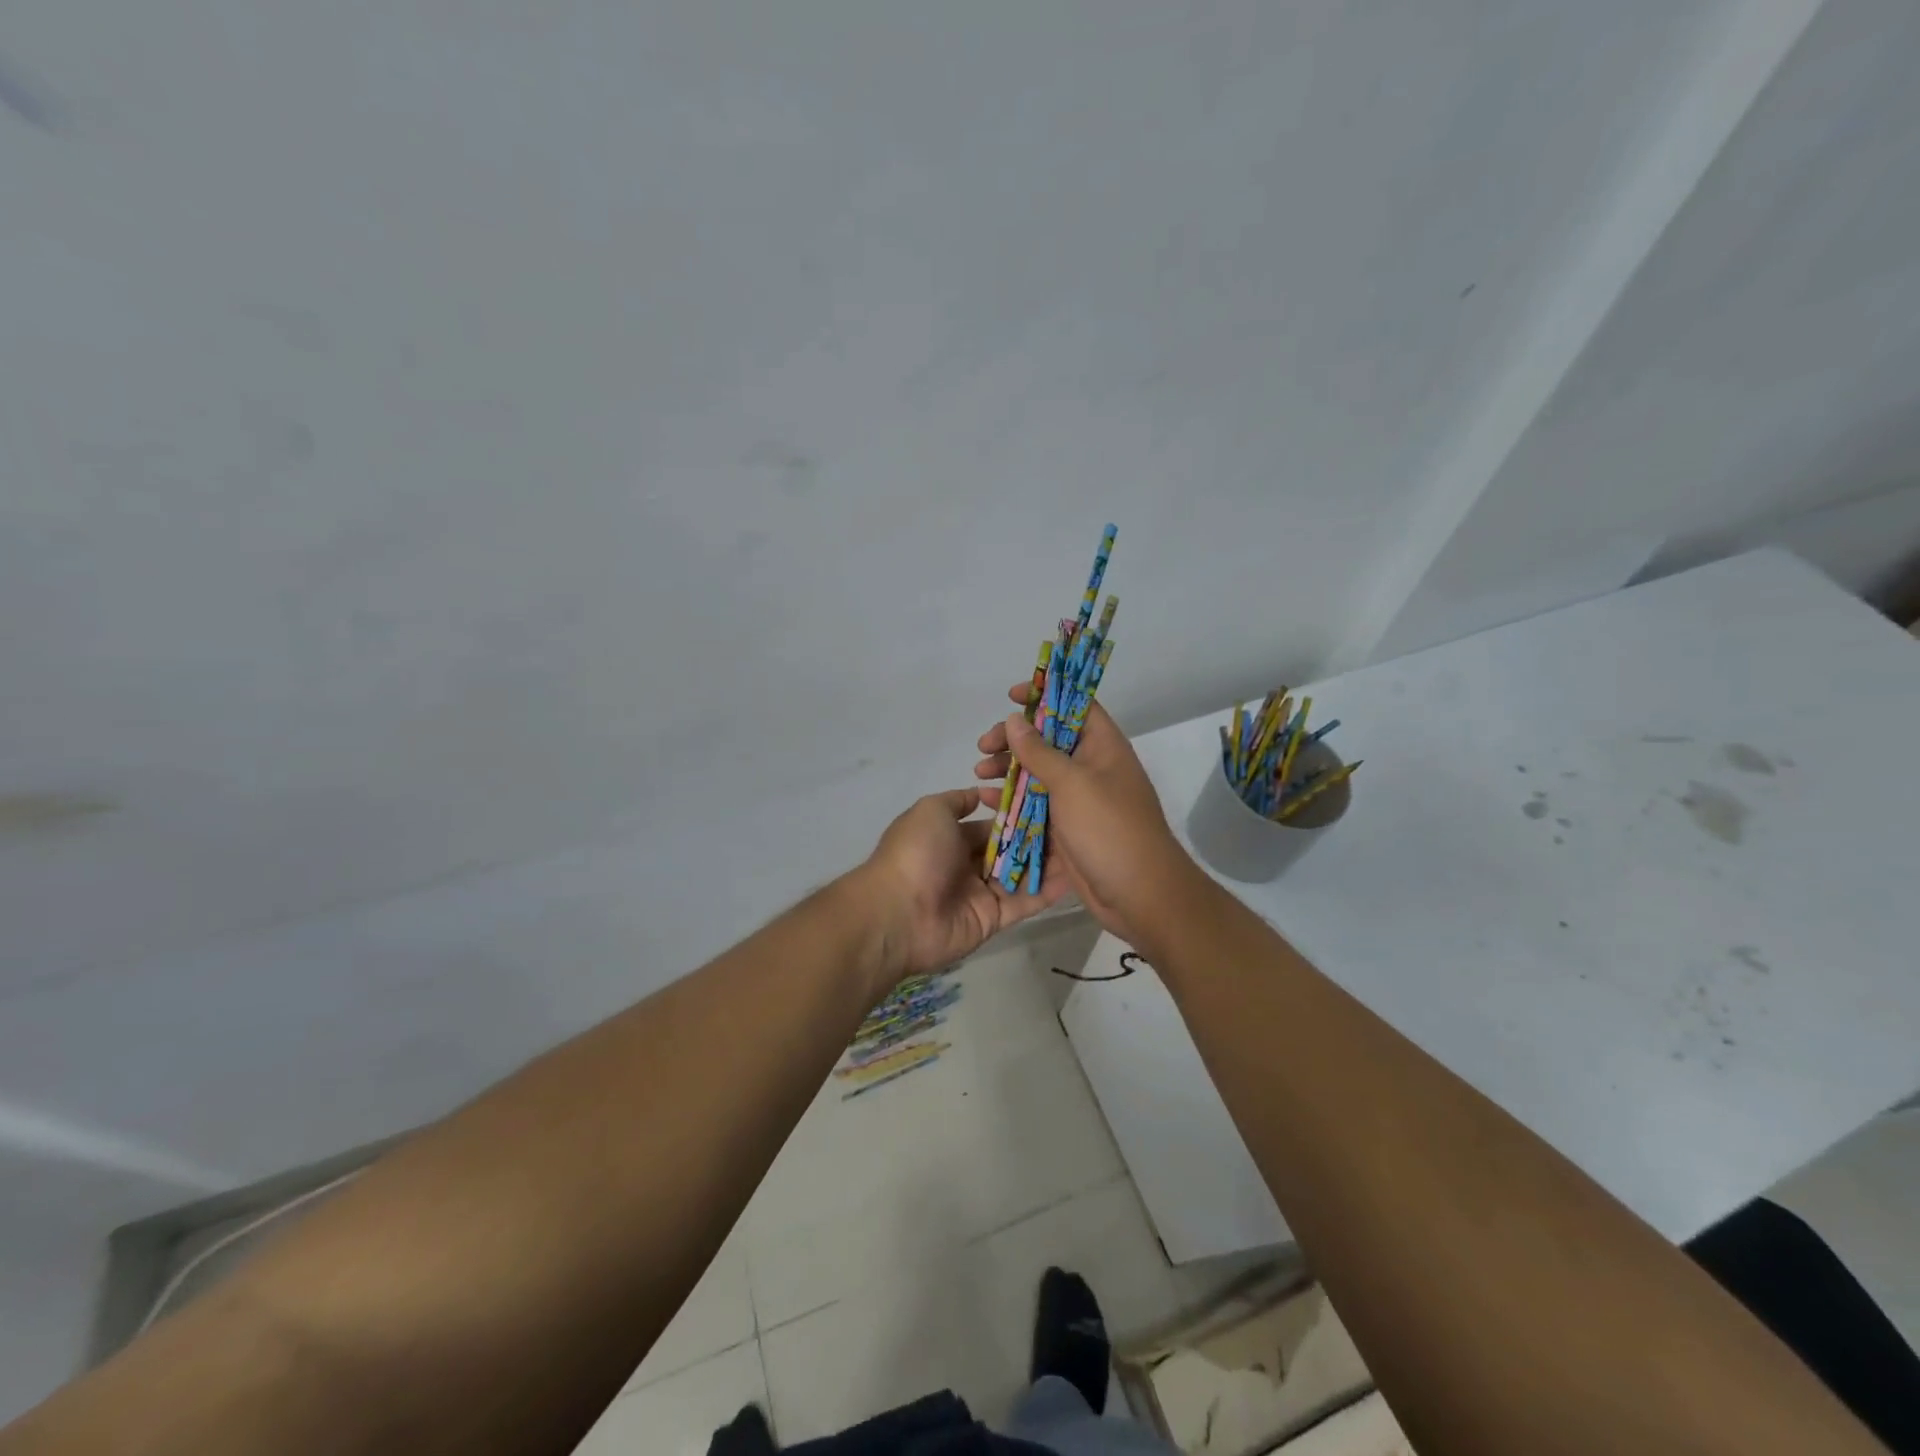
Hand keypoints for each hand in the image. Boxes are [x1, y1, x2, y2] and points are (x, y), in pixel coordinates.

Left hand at [855, 788, 1065, 989]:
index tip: (1049, 799)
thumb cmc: (916, 852)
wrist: (899, 913)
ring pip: (1020, 873)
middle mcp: (966, 863)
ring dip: (1048, 861)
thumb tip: (980, 792)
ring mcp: (981, 893)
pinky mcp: (994, 919)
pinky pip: (1025, 902)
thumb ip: (958, 801)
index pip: (990, 823)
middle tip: (1075, 821)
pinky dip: (1048, 889)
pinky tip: (1076, 874)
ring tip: (1082, 844)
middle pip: (1008, 848)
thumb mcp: (931, 810)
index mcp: (949, 837)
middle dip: (1037, 836)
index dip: (1016, 813)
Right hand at [974, 683, 1195, 948]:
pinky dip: (1012, 801)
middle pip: (1049, 740)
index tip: (1011, 696)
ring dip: (1008, 771)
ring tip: (978, 774)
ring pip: (1038, 774)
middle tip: (984, 746)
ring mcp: (1080, 800)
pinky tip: (985, 802)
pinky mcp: (1067, 828)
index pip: (1074, 705)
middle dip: (1015, 740)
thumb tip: (1015, 719)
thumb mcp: (1071, 783)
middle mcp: (1092, 768)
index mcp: (1103, 747)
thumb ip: (1039, 751)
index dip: (1045, 695)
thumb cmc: (1109, 828)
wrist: (1140, 894)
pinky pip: (1035, 806)